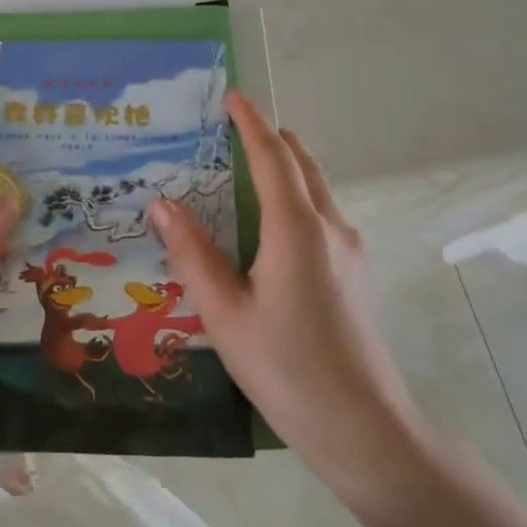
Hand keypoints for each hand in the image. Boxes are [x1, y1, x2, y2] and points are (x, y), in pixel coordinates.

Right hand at [148, 93, 433, 518]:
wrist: (364, 429)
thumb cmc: (285, 369)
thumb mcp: (224, 314)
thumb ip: (192, 255)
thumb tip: (162, 205)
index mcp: (297, 231)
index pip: (273, 159)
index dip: (251, 124)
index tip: (233, 97)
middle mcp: (331, 229)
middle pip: (303, 165)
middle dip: (271, 139)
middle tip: (231, 131)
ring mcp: (352, 252)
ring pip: (318, 191)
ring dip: (286, 169)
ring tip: (245, 173)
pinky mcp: (358, 274)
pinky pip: (324, 216)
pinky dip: (296, 199)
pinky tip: (270, 229)